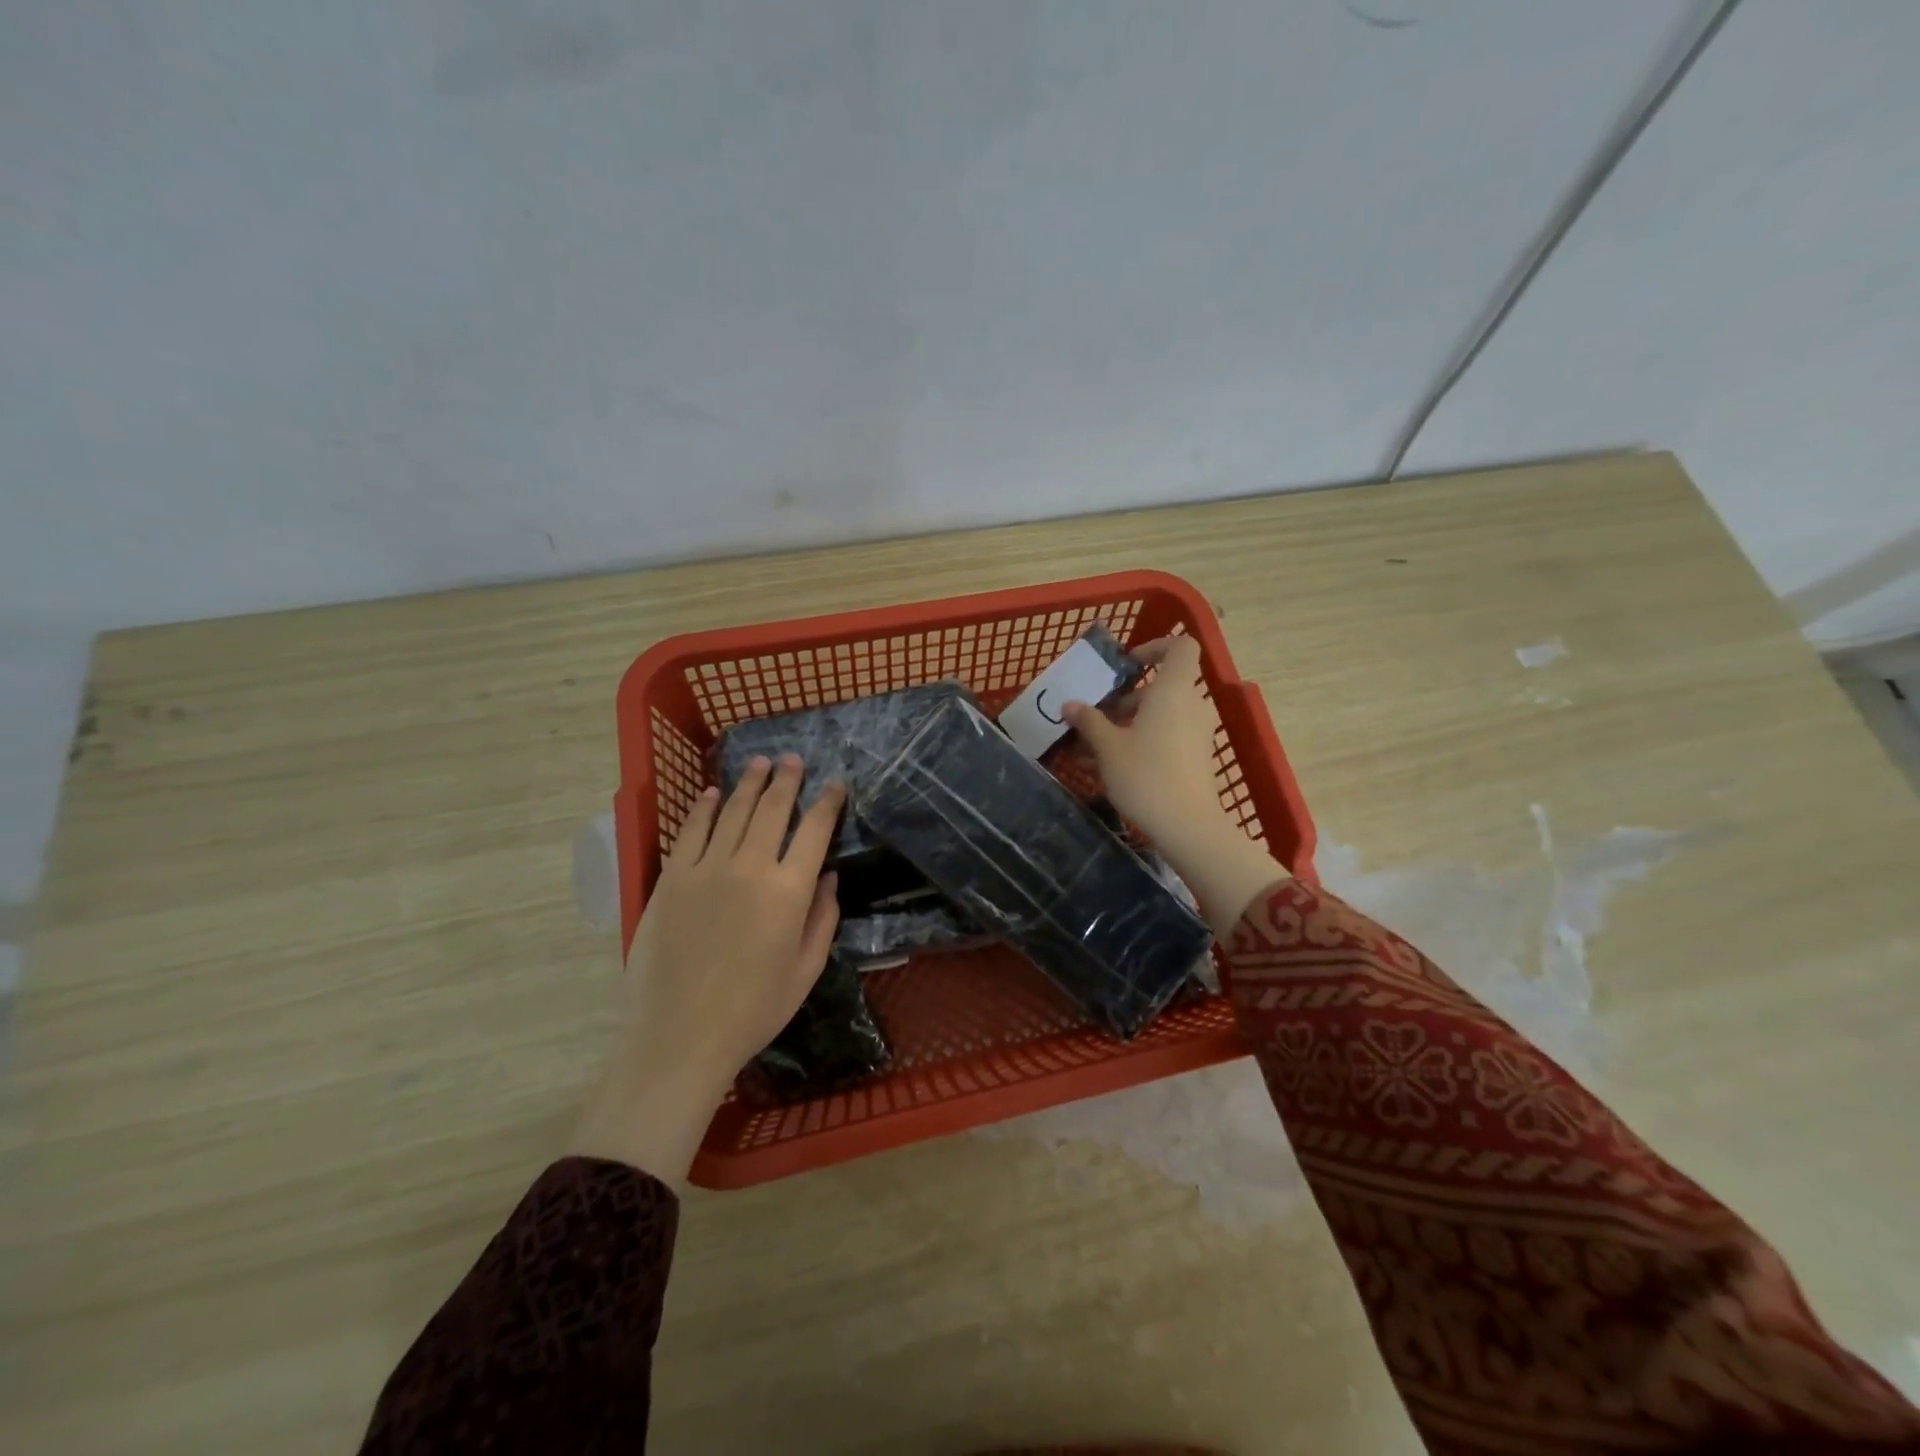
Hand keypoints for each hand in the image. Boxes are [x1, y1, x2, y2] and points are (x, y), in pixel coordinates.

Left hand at [570, 755, 844, 1185]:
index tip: (836, 785)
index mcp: (789, 891)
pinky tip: (714, 794)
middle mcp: (750, 868)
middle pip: (773, 809)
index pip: (815, 831)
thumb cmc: (753, 1009)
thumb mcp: (806, 970)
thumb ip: (823, 918)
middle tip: (794, 760)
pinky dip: (704, 808)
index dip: (828, 803)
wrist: (680, 1034)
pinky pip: (691, 832)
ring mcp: (706, 869)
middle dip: (787, 780)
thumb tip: (828, 875)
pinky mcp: (672, 879)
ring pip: (733, 812)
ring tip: (760, 762)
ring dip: (750, 783)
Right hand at [1063, 636, 1285, 937]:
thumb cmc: (1145, 774)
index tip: (1126, 666)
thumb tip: (1070, 705)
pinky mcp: (1197, 757)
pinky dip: (1142, 740)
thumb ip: (1089, 720)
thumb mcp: (1107, 747)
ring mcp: (1198, 732)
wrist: (1186, 826)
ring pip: (1162, 714)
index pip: (1180, 646)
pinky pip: (1167, 735)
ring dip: (1129, 722)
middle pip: (1162, 686)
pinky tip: (1111, 766)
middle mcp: (1192, 704)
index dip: (1154, 647)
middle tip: (1096, 716)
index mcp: (1173, 690)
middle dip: (1127, 697)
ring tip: (1095, 745)